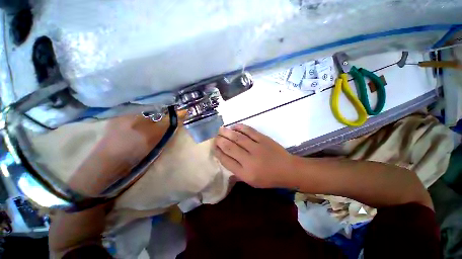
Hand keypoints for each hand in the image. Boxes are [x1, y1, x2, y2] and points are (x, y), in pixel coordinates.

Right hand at [213, 124, 295, 187]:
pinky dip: (240, 127)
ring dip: (227, 132)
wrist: (288, 169)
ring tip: (221, 129)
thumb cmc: (269, 178)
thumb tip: (225, 160)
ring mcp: (257, 148)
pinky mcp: (263, 139)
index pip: (226, 161)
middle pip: (230, 147)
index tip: (214, 147)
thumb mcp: (251, 182)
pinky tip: (234, 126)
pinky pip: (249, 131)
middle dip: (220, 140)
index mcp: (245, 173)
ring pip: (238, 137)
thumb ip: (237, 173)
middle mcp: (249, 160)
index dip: (218, 152)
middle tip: (215, 136)